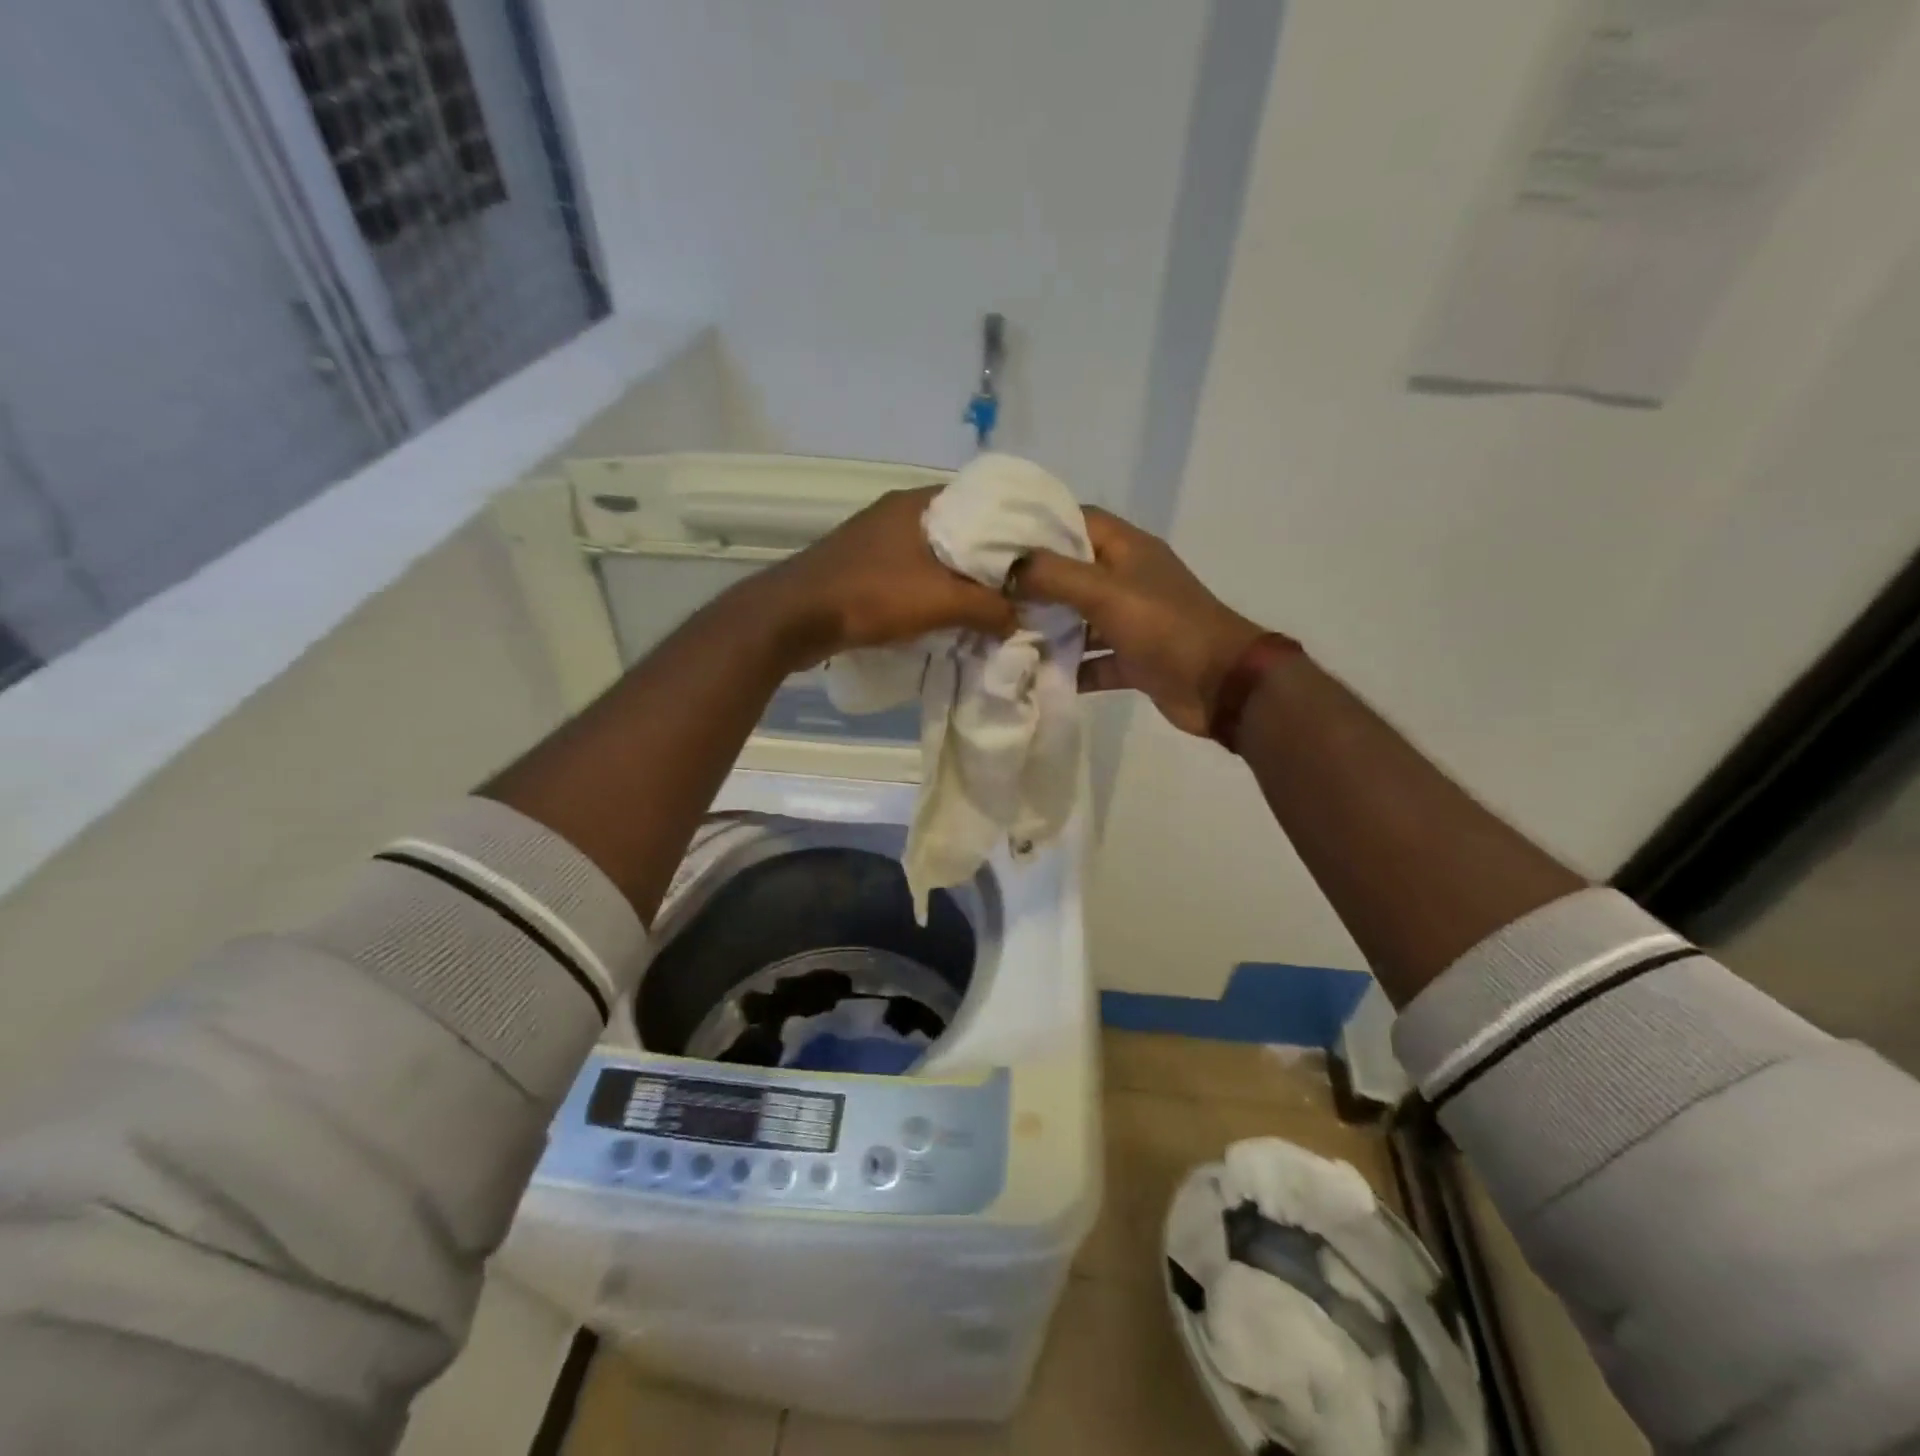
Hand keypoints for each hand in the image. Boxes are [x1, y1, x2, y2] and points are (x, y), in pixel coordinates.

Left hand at [754, 486, 1017, 668]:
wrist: (793, 618)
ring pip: (935, 554)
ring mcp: (877, 539)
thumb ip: (988, 607)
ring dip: (959, 578)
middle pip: (961, 530)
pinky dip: (933, 590)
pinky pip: (913, 573)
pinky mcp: (863, 566)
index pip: (983, 502)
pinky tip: (948, 612)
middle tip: (1020, 585)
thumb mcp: (941, 601)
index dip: (1013, 528)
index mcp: (919, 502)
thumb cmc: (871, 596)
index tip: (1038, 554)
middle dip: (988, 559)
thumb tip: (1019, 618)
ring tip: (991, 603)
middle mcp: (898, 512)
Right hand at [1012, 507, 1266, 735]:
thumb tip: (1008, 567)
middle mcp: (1128, 579)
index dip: (1039, 526)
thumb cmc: (1165, 627)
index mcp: (1127, 549)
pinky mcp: (1133, 659)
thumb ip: (1053, 575)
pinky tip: (1035, 676)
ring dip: (1048, 628)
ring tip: (1002, 635)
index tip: (997, 541)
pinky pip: (1093, 659)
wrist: (1221, 685)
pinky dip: (1070, 668)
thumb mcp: (1105, 592)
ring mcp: (1131, 621)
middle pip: (1072, 572)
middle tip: (990, 593)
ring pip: (1080, 619)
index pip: (1076, 521)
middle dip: (1034, 583)